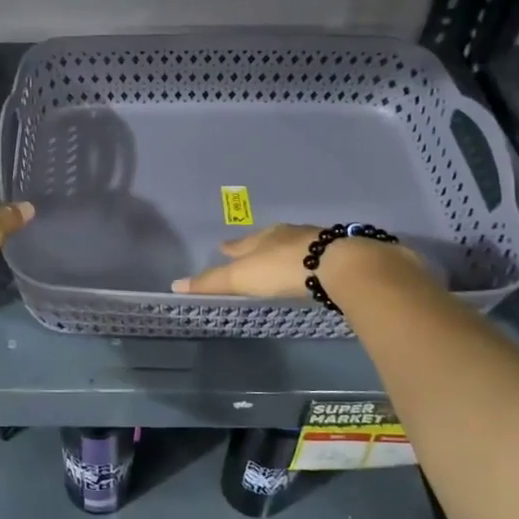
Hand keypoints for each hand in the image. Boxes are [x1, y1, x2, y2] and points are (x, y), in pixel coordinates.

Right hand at [172, 225, 418, 299]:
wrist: (342, 266)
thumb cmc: (284, 269)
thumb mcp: (243, 277)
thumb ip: (212, 282)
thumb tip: (175, 285)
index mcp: (265, 237)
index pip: (242, 244)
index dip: (231, 248)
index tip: (223, 248)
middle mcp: (291, 234)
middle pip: (270, 239)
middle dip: (260, 245)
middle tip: (252, 251)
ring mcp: (319, 241)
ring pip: (297, 244)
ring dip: (288, 251)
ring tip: (283, 259)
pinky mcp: (343, 254)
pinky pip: (322, 255)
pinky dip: (314, 260)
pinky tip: (316, 267)